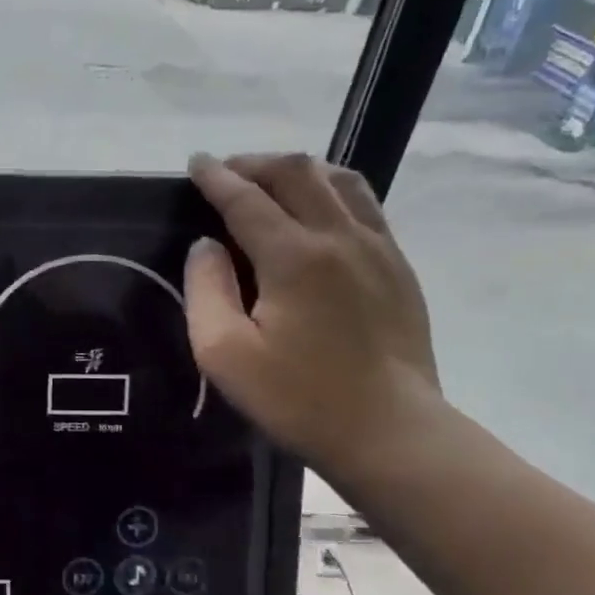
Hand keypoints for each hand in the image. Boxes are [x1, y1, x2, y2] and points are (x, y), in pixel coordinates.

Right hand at [184, 151, 440, 472]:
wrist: (391, 432)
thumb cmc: (298, 398)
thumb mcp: (224, 353)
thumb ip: (206, 289)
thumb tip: (207, 245)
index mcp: (294, 256)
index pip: (246, 198)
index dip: (216, 177)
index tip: (195, 162)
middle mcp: (340, 236)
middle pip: (297, 172)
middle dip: (255, 164)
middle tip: (226, 174)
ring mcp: (379, 247)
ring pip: (339, 179)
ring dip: (297, 171)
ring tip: (270, 184)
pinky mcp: (399, 266)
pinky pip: (364, 204)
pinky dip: (331, 191)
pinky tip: (317, 213)